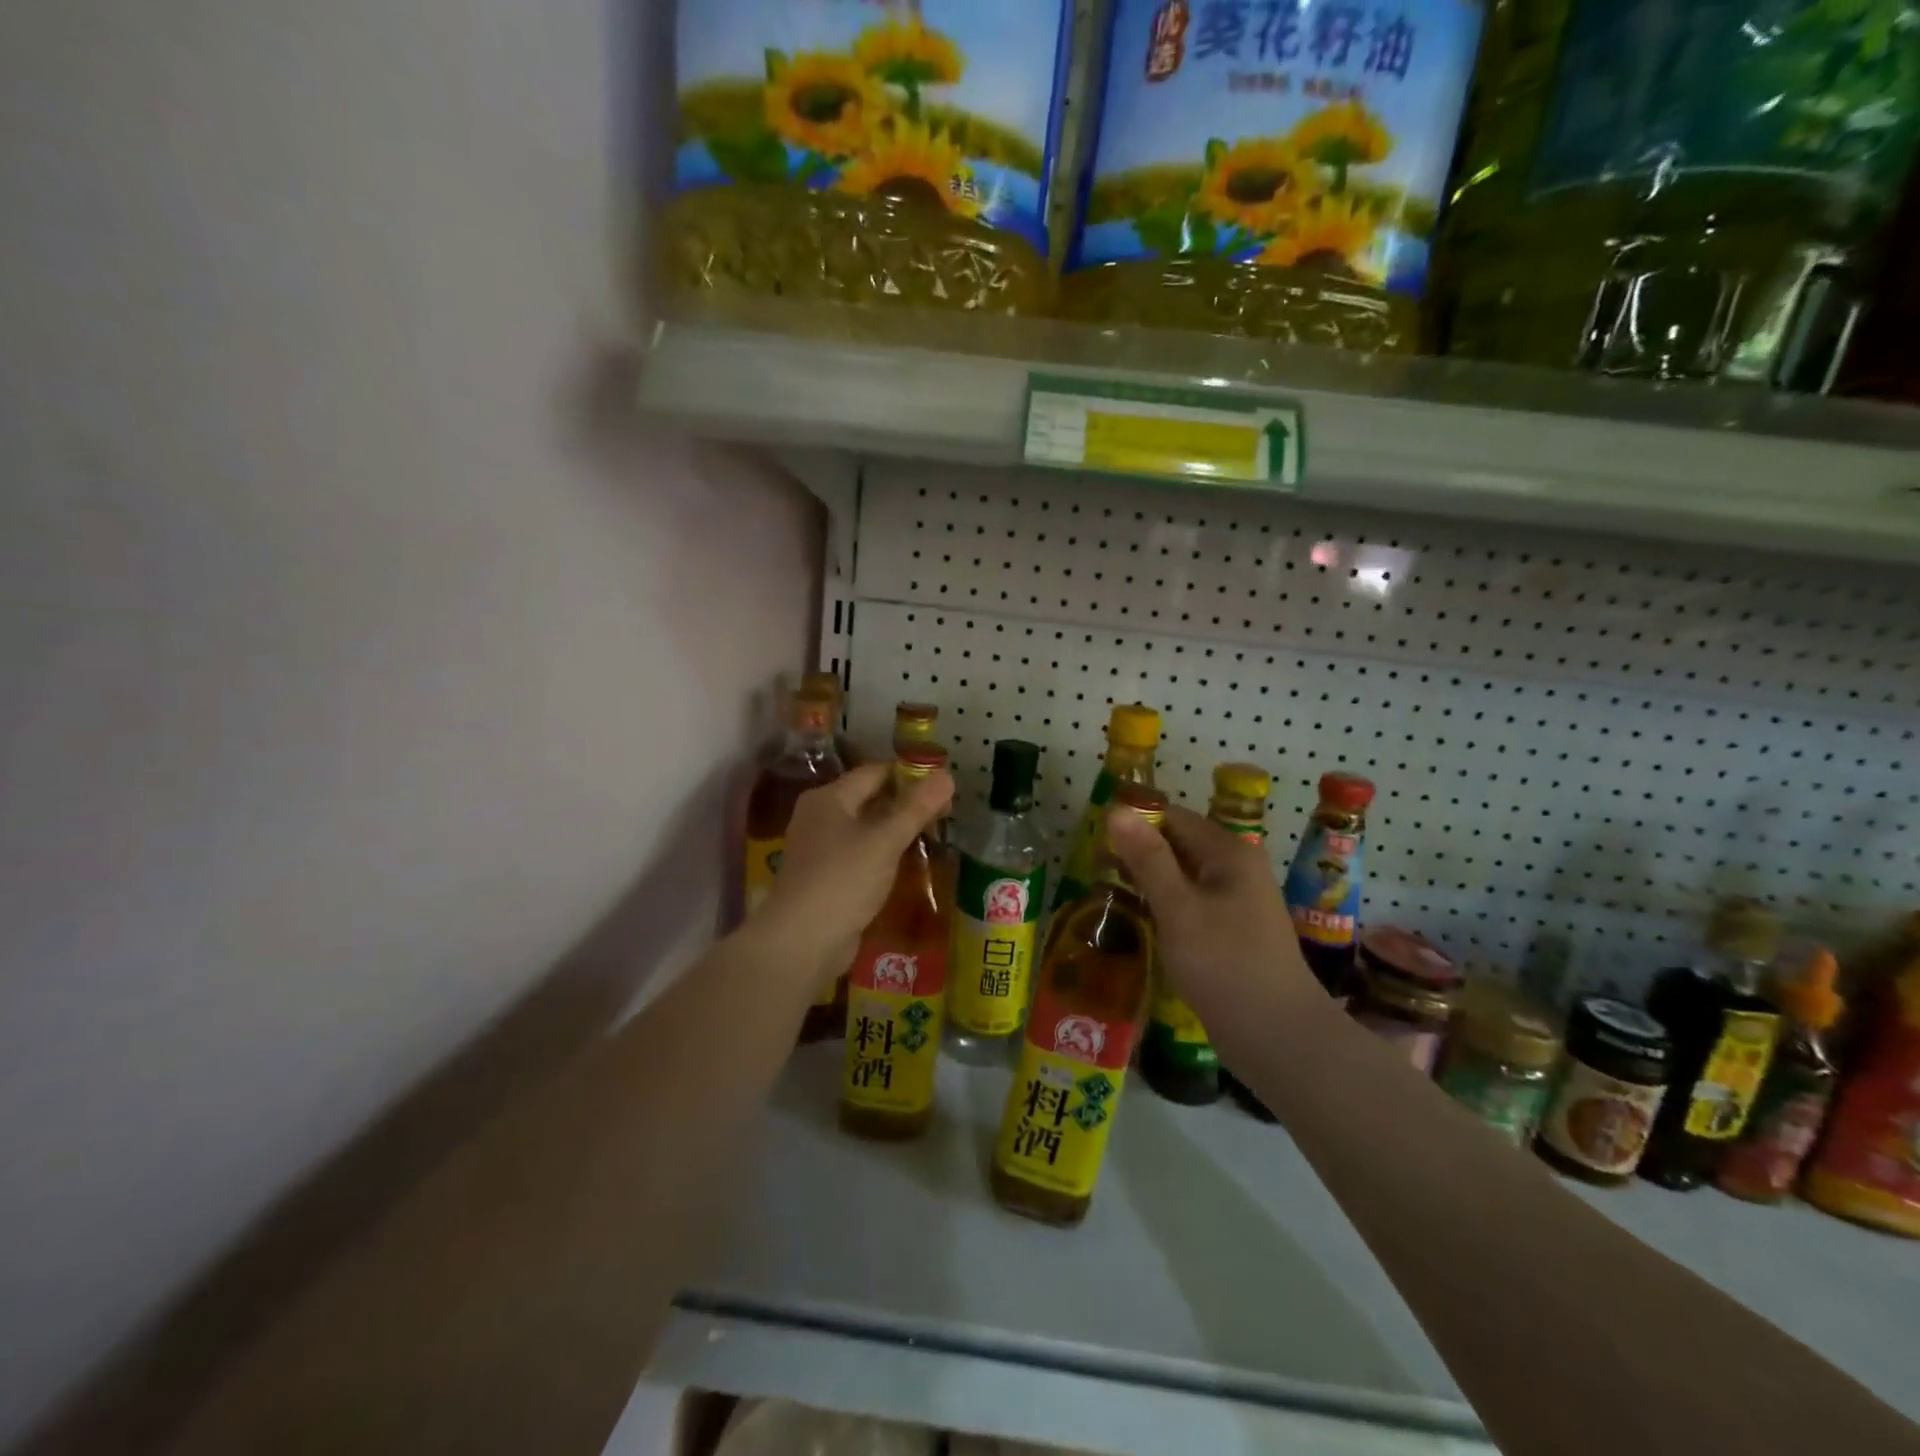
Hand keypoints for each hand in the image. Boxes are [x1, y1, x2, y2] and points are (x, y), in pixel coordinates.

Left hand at [757, 763, 954, 982]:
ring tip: (933, 836)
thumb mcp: (885, 841)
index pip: (875, 773)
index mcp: (829, 798)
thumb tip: (947, 776)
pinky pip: (860, 853)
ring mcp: (820, 848)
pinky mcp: (825, 876)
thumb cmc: (843, 881)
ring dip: (896, 830)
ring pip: (866, 828)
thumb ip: (916, 808)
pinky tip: (906, 864)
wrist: (802, 942)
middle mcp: (820, 816)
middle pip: (870, 798)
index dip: (910, 775)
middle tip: (945, 814)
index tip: (944, 787)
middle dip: (906, 804)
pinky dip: (883, 853)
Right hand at [1107, 804, 1322, 1035]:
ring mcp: (1237, 901)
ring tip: (1108, 889)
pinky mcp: (1232, 931)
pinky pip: (1191, 903)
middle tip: (1095, 866)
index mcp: (1229, 852)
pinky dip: (1164, 903)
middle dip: (1138, 851)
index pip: (1173, 817)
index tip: (1094, 838)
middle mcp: (1237, 868)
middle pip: (1179, 843)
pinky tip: (1139, 918)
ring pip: (1183, 875)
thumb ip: (1147, 858)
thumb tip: (1116, 810)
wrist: (1278, 1037)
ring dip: (1148, 879)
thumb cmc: (1224, 964)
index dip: (1134, 822)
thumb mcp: (1178, 908)